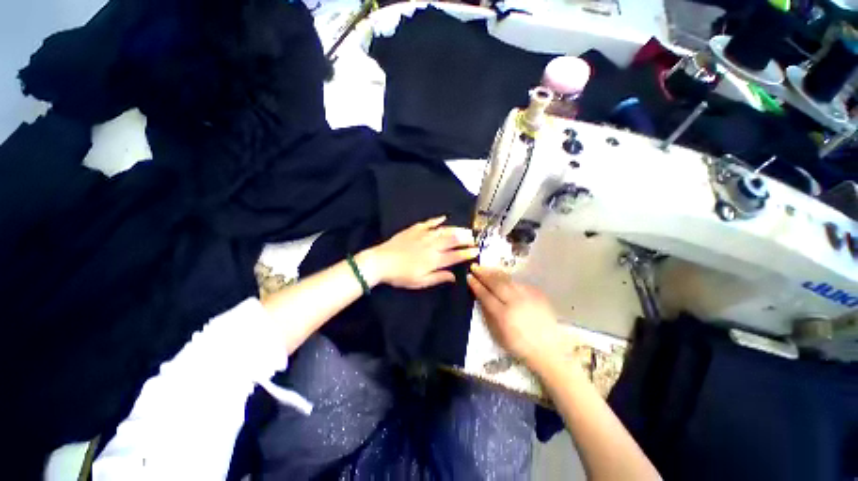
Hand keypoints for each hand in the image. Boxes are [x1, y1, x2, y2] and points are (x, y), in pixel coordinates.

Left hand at [361, 216, 478, 288]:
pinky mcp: (414, 229)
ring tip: (465, 229)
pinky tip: (444, 217)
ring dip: (457, 229)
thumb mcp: (420, 282)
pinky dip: (437, 220)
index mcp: (434, 260)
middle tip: (474, 238)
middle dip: (466, 238)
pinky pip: (429, 222)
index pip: (456, 255)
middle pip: (453, 239)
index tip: (476, 251)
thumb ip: (438, 278)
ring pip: (444, 230)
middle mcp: (432, 245)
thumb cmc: (401, 275)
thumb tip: (454, 277)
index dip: (467, 253)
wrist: (381, 261)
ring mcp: (423, 235)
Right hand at [467, 264, 561, 368]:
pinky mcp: (537, 294)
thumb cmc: (519, 346)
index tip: (468, 277)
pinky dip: (508, 279)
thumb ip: (488, 315)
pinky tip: (502, 277)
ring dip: (494, 272)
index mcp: (503, 315)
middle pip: (496, 283)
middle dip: (483, 274)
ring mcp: (528, 296)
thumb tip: (480, 299)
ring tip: (485, 268)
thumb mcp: (498, 335)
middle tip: (475, 267)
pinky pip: (519, 283)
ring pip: (508, 279)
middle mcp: (515, 302)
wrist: (549, 349)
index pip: (485, 295)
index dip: (476, 285)